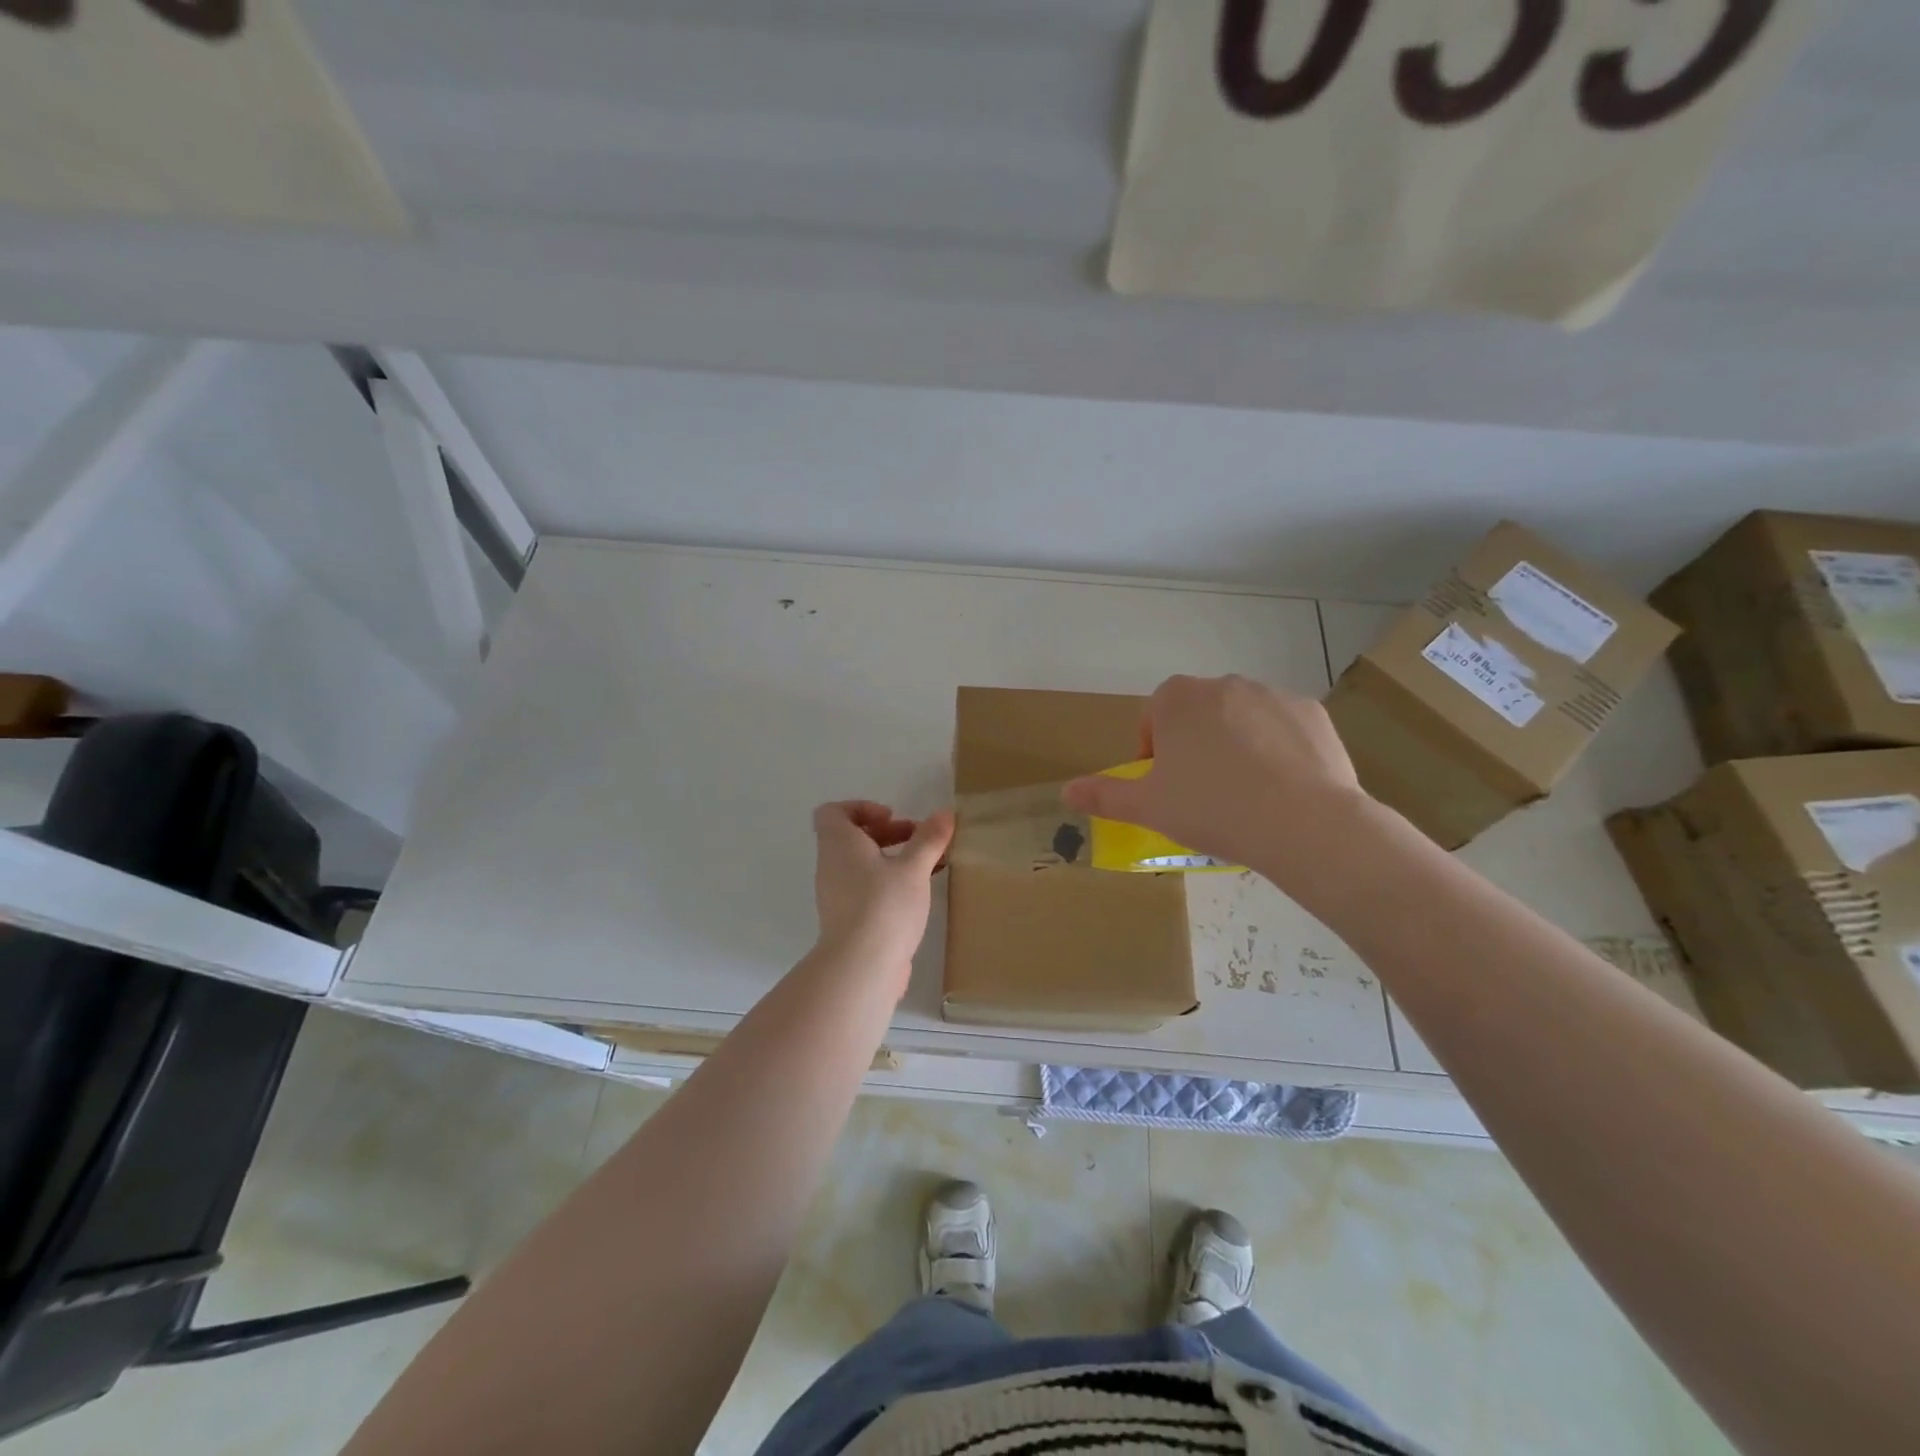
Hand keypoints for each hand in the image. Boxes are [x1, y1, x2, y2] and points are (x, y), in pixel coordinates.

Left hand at [811, 801, 953, 986]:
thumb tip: (944, 813)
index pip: (833, 813)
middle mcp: (832, 866)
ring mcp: (837, 896)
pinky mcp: (848, 920)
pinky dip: (889, 883)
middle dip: (887, 833)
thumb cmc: (884, 905)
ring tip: (927, 866)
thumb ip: (929, 839)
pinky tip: (919, 894)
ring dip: (892, 859)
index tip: (891, 817)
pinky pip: (867, 889)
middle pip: (852, 838)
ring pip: (862, 866)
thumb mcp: (913, 868)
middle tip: (918, 839)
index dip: (861, 808)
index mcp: (839, 845)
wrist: (861, 967)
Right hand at [1060, 675, 1368, 882]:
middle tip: (1202, 791)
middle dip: (1194, 744)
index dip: (1155, 749)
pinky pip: (1282, 727)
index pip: (1154, 715)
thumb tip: (1066, 792)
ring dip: (1235, 743)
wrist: (1302, 822)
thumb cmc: (1211, 809)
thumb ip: (1103, 795)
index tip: (1165, 783)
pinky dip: (1276, 748)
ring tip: (1244, 792)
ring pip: (1241, 718)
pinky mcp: (1311, 712)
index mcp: (1177, 699)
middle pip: (1198, 712)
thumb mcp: (1147, 807)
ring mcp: (1271, 694)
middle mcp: (1223, 684)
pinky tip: (1281, 786)